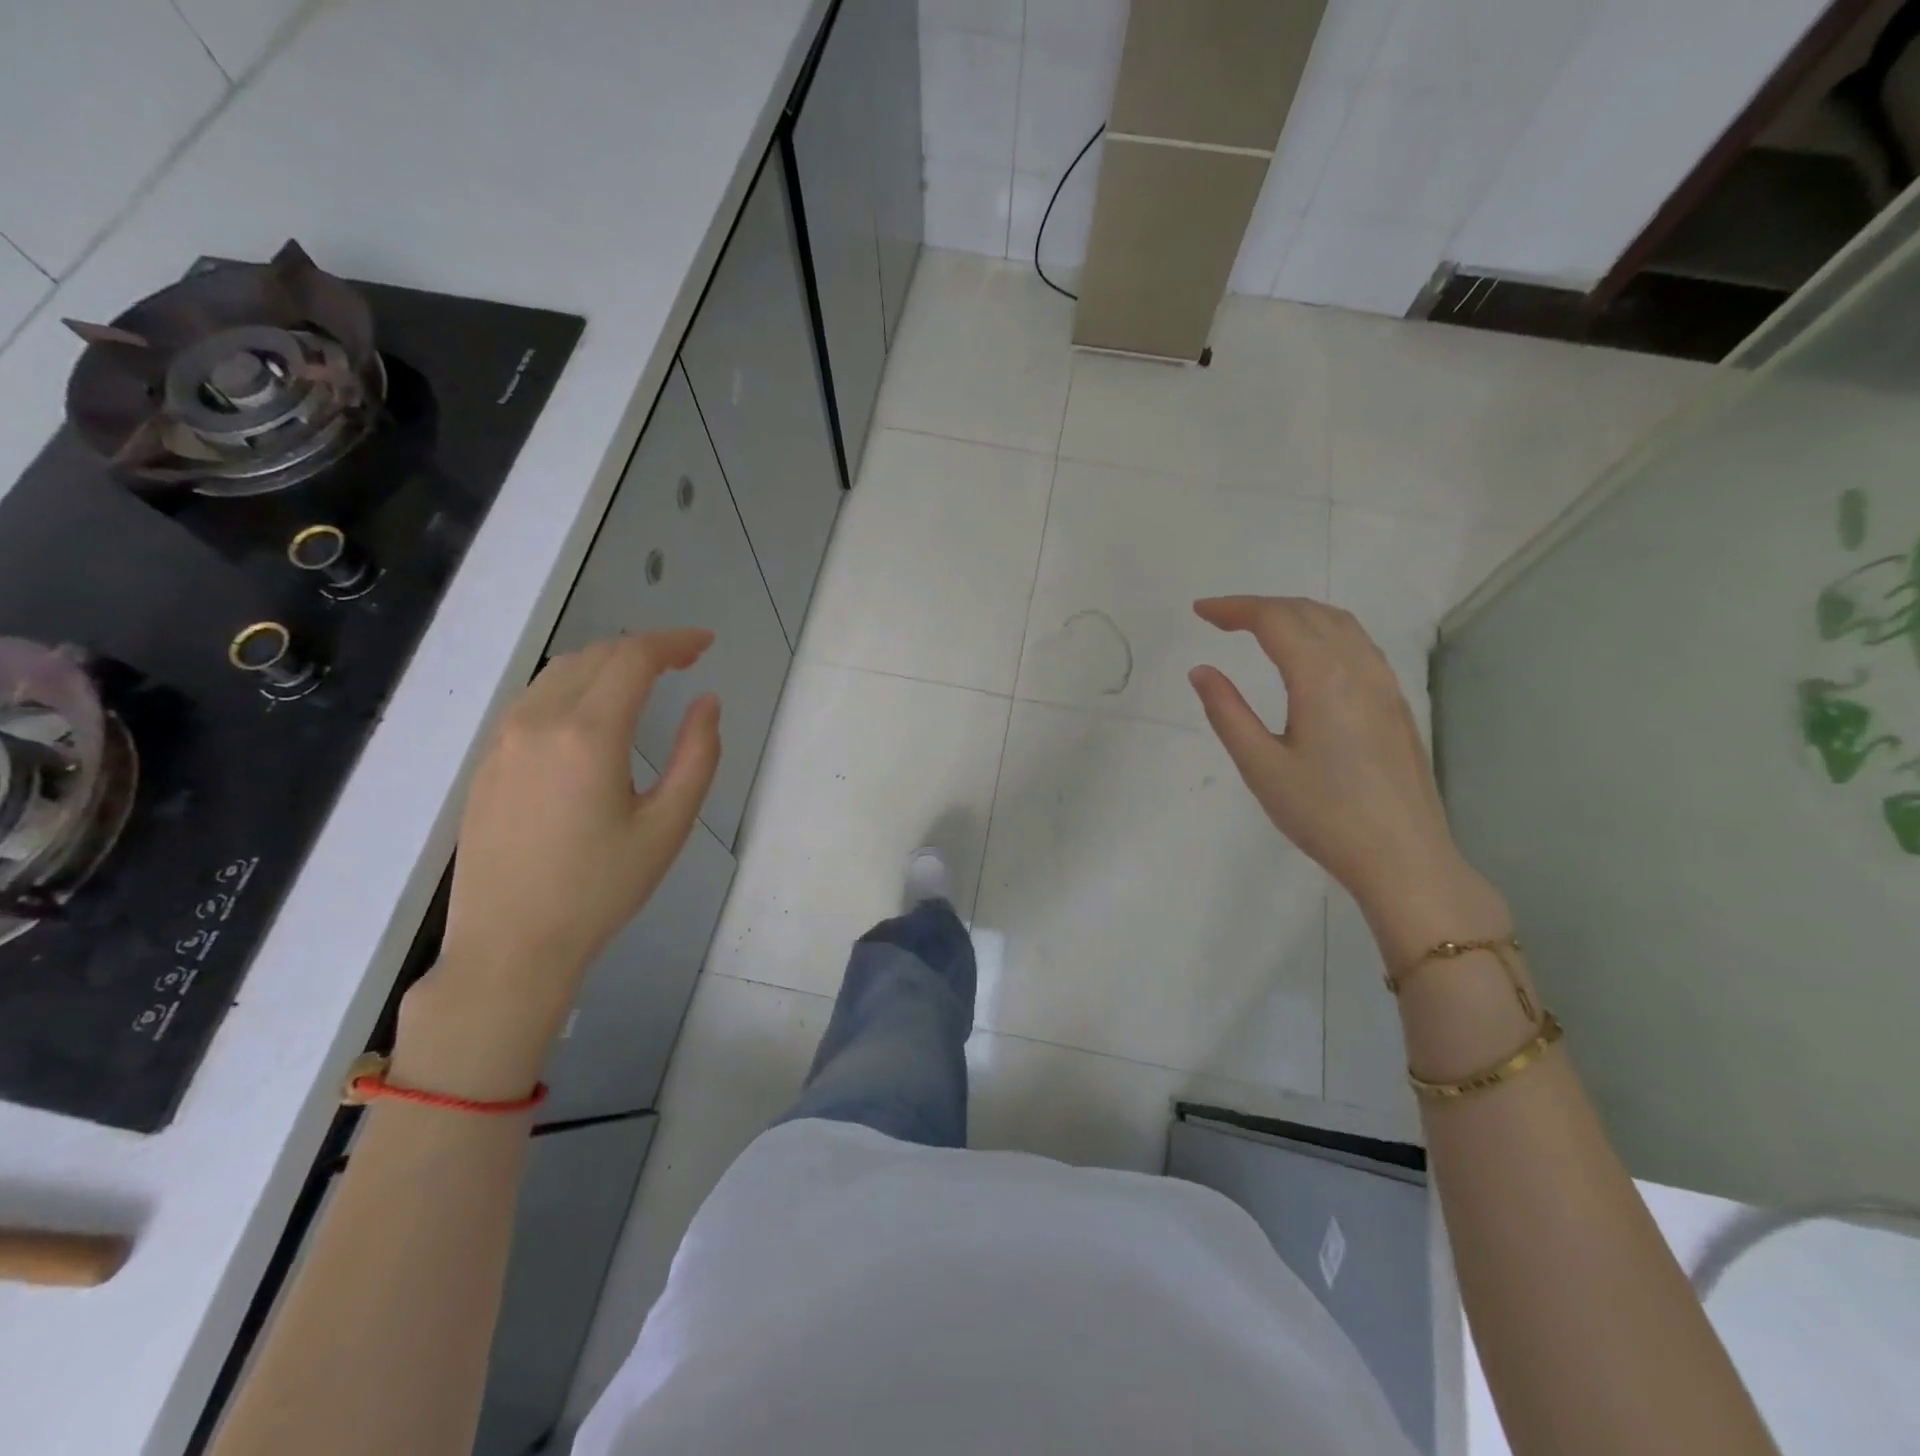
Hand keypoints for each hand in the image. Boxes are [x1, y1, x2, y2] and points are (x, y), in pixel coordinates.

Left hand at [395, 630, 720, 1098]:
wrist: (510, 946)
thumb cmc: (600, 889)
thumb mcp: (668, 826)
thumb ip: (697, 756)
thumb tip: (707, 703)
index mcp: (588, 735)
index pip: (633, 658)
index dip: (674, 642)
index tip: (705, 644)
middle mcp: (538, 721)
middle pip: (596, 656)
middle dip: (644, 648)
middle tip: (685, 661)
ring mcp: (503, 739)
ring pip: (559, 672)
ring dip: (606, 663)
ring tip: (644, 679)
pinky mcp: (487, 761)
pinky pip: (534, 699)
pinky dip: (573, 685)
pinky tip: (593, 712)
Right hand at [1189, 596, 1501, 956]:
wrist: (1403, 857)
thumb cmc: (1323, 814)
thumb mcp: (1261, 766)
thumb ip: (1227, 712)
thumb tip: (1201, 671)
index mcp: (1321, 678)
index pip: (1275, 620)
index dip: (1234, 608)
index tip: (1200, 612)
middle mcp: (1358, 668)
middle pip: (1308, 612)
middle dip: (1261, 606)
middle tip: (1220, 618)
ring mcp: (1384, 684)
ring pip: (1339, 623)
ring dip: (1295, 613)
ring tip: (1259, 627)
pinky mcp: (1395, 703)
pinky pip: (1358, 644)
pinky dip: (1323, 630)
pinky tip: (1309, 654)